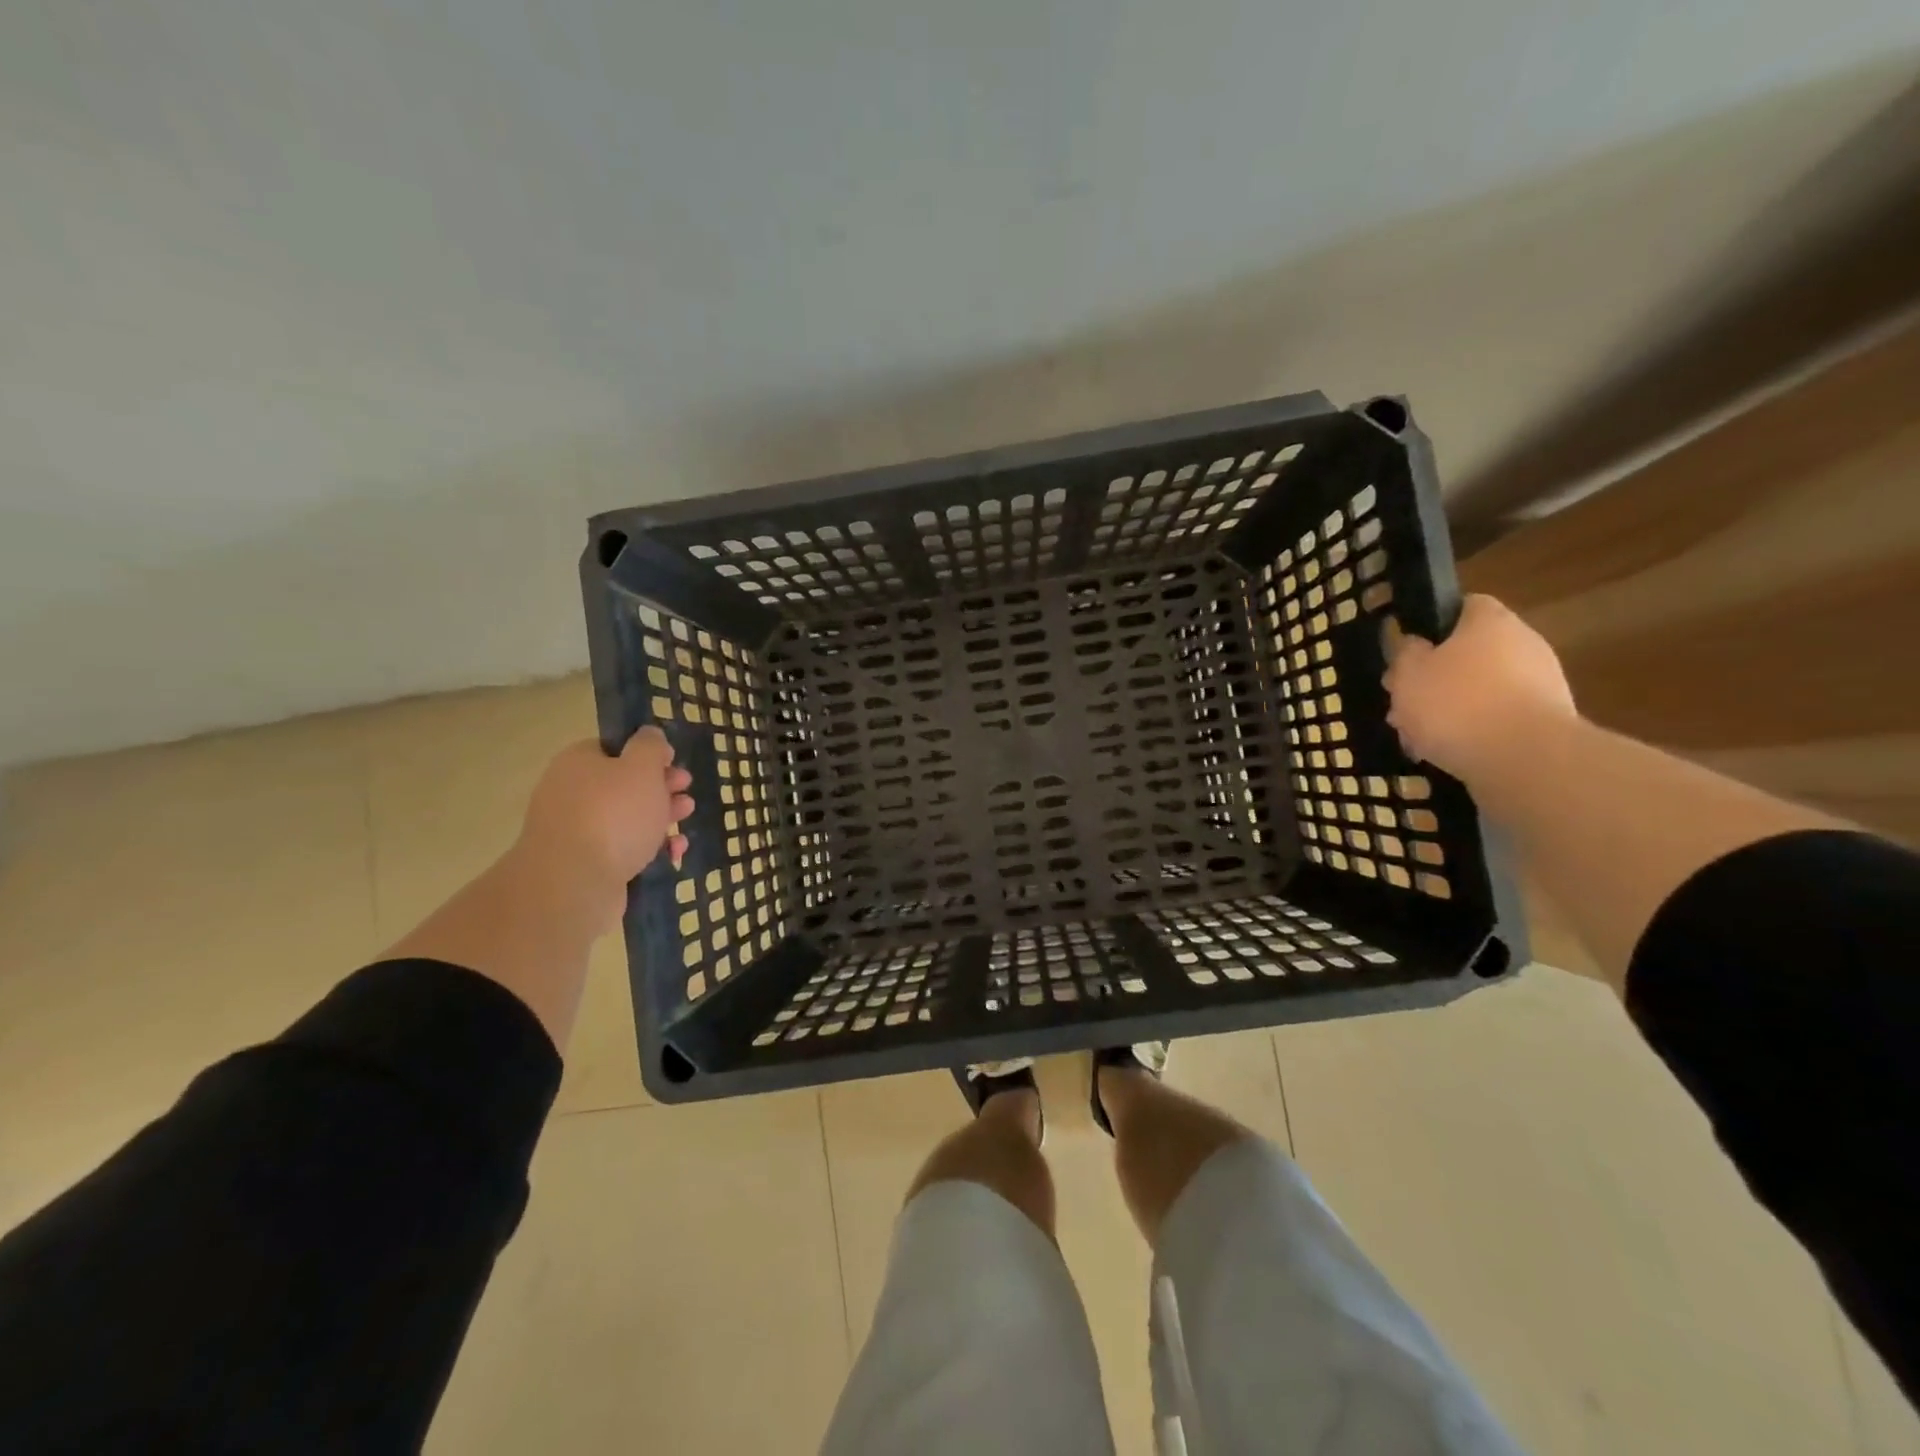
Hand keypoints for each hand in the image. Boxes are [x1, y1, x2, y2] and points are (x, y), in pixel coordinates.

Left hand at [513, 727, 692, 926]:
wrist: (574, 883)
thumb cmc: (613, 815)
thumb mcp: (642, 767)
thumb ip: (650, 746)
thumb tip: (650, 735)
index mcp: (578, 762)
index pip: (614, 748)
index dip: (647, 753)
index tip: (673, 762)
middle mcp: (571, 793)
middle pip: (623, 784)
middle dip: (660, 786)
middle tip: (685, 790)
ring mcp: (576, 831)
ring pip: (626, 817)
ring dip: (660, 816)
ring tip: (686, 817)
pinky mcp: (587, 864)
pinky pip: (623, 848)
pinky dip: (649, 847)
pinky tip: (673, 851)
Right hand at [1382, 594, 1576, 782]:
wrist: (1526, 759)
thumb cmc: (1457, 703)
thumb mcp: (1408, 673)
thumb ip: (1406, 653)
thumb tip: (1415, 645)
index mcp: (1491, 621)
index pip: (1463, 606)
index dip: (1432, 626)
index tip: (1407, 653)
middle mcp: (1523, 644)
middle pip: (1469, 653)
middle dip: (1434, 677)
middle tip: (1403, 703)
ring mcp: (1541, 684)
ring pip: (1480, 690)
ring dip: (1449, 709)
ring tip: (1416, 737)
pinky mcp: (1545, 723)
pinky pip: (1498, 719)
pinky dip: (1472, 732)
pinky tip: (1445, 754)